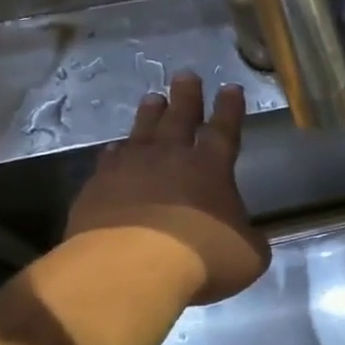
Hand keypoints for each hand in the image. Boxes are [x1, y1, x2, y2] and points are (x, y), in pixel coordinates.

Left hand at [65, 73, 269, 304]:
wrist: (129, 268)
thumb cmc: (201, 257)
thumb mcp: (246, 255)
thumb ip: (248, 241)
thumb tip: (247, 239)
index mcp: (211, 167)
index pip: (224, 129)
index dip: (230, 109)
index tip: (231, 88)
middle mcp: (170, 158)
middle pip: (179, 118)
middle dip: (186, 97)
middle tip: (185, 75)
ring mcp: (129, 170)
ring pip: (141, 132)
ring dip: (149, 115)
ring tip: (152, 98)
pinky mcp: (96, 189)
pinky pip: (108, 162)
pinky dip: (115, 154)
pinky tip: (113, 150)